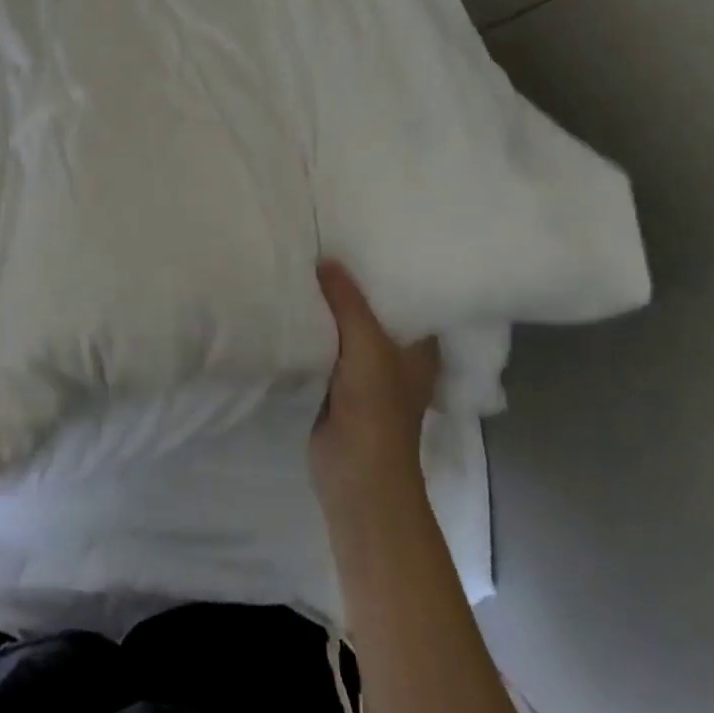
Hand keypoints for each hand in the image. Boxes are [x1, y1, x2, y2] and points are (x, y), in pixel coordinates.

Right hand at [309, 259, 441, 524]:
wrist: (355, 476)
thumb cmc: (376, 410)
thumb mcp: (367, 346)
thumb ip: (348, 302)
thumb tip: (326, 259)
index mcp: (420, 346)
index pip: (409, 296)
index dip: (388, 269)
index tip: (363, 237)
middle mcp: (396, 354)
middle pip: (372, 310)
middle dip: (350, 285)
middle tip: (325, 243)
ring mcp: (365, 371)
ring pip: (345, 329)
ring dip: (329, 308)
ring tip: (305, 265)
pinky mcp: (337, 385)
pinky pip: (325, 348)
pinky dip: (313, 331)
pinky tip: (293, 305)